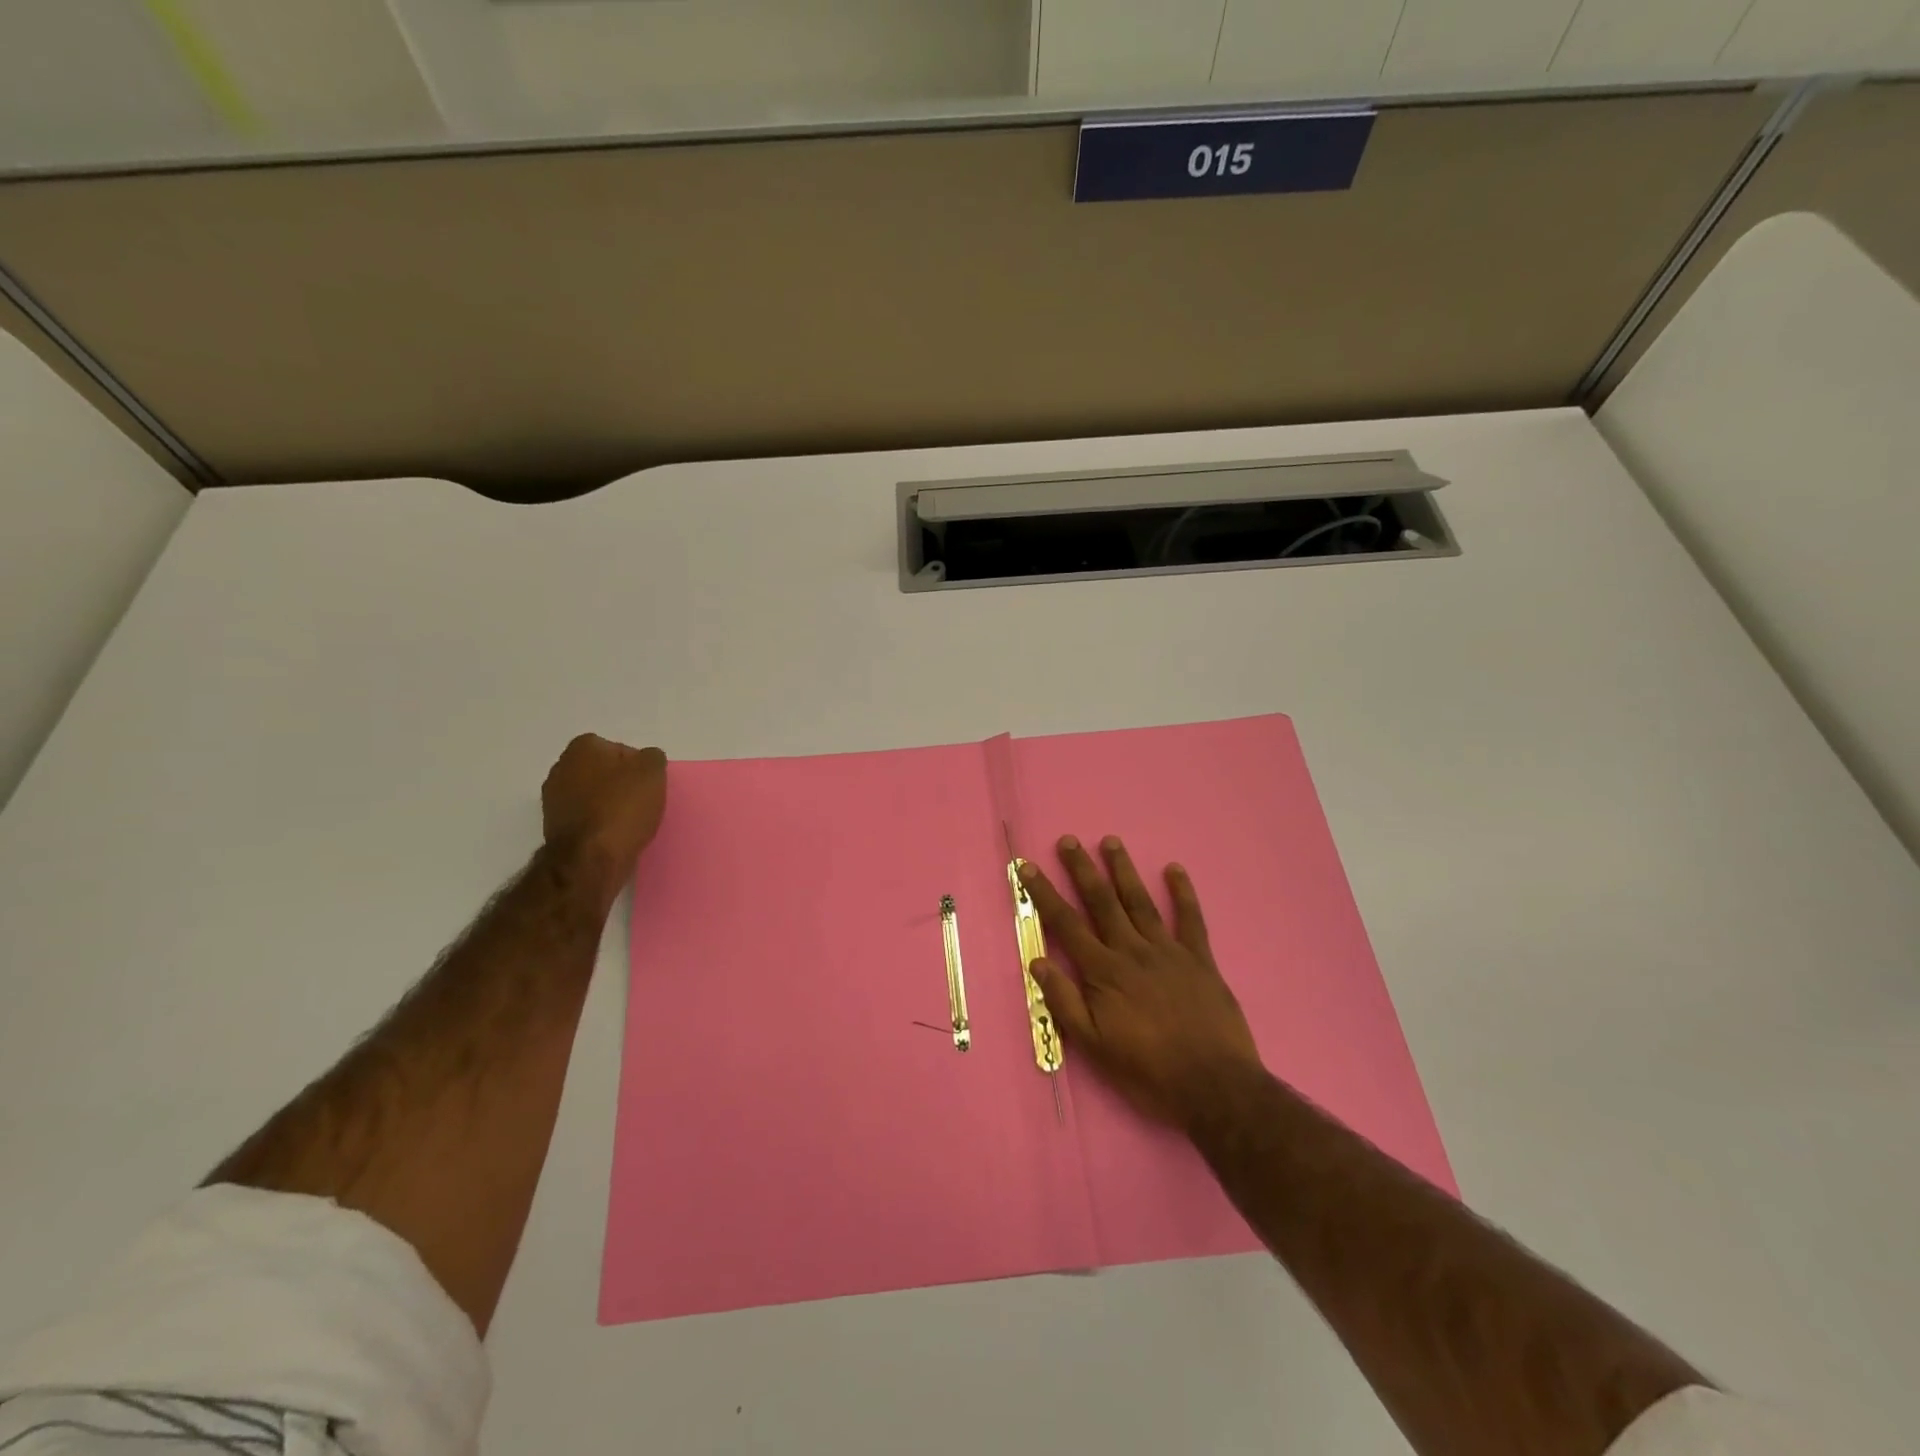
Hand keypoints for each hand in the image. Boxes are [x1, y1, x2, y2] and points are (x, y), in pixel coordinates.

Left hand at [541, 734, 668, 877]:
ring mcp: (553, 799)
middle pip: (603, 772)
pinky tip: (614, 835)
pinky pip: (586, 818)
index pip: (619, 749)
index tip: (648, 784)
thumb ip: (652, 757)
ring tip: (630, 822)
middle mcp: (561, 768)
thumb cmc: (622, 807)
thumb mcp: (652, 772)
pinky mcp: (555, 827)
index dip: (637, 766)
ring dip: (609, 804)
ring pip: (593, 795)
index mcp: (582, 748)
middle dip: (620, 783)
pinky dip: (599, 823)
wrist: (590, 859)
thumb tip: (646, 760)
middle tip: (642, 801)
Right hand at [1022, 835, 1261, 1129]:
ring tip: (1111, 841)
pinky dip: (1183, 893)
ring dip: (1123, 870)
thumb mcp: (1094, 1046)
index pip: (1066, 923)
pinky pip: (1190, 919)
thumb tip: (1037, 961)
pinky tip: (1174, 869)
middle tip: (1069, 840)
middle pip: (1102, 901)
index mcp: (1104, 971)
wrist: (1214, 1086)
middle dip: (1082, 869)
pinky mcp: (1200, 959)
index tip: (1027, 867)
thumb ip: (1064, 1002)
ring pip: (1140, 901)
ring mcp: (1168, 951)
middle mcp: (1132, 951)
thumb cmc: (1147, 1071)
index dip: (1044, 893)